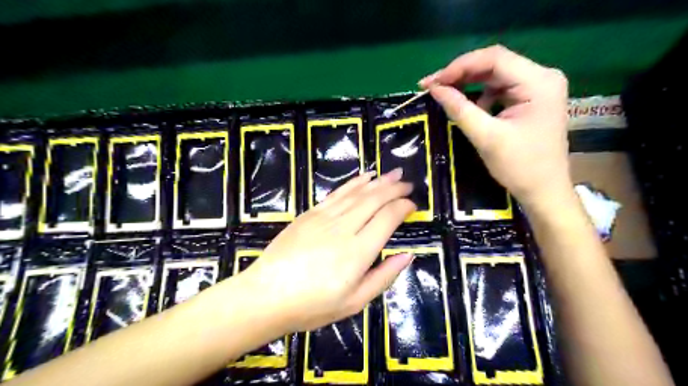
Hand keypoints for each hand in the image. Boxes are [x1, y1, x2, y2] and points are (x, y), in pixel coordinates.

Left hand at [240, 171, 415, 332]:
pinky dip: (353, 183)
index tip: (413, 206)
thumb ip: (384, 277)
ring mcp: (324, 217)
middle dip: (394, 188)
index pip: (388, 218)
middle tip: (408, 184)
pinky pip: (337, 193)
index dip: (403, 207)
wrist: (266, 295)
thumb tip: (407, 255)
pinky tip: (364, 177)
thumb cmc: (311, 305)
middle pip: (375, 199)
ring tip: (394, 174)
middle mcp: (343, 228)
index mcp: (358, 252)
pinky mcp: (309, 214)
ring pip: (357, 193)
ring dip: (378, 181)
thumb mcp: (354, 302)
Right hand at [422, 46, 572, 211]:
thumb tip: (434, 88)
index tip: (433, 82)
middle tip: (433, 86)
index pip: (494, 59)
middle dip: (461, 74)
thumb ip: (459, 109)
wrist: (544, 191)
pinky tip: (469, 107)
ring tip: (445, 94)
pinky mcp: (532, 99)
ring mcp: (539, 87)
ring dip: (468, 83)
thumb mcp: (486, 137)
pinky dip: (480, 95)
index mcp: (539, 82)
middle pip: (495, 64)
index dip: (459, 66)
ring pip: (496, 75)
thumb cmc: (519, 166)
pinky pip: (500, 88)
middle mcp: (543, 77)